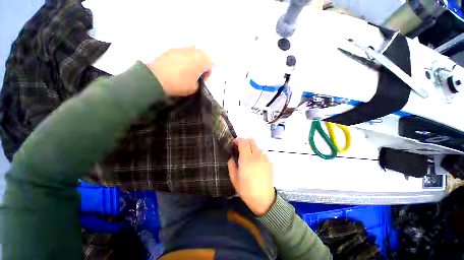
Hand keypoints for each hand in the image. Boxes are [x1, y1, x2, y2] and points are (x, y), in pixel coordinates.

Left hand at [146, 47, 213, 96]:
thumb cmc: (180, 83)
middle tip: (196, 75)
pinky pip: (181, 54)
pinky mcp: (170, 49)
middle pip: (202, 56)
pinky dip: (182, 60)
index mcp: (201, 59)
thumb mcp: (195, 88)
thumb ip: (200, 81)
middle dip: (201, 65)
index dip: (208, 73)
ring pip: (191, 54)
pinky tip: (177, 68)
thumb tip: (197, 77)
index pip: (211, 64)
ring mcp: (181, 48)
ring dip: (192, 61)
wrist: (156, 78)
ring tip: (186, 71)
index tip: (202, 79)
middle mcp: (193, 50)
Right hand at [228, 138, 274, 215]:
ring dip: (251, 148)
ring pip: (257, 146)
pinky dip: (257, 154)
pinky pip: (262, 153)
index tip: (234, 144)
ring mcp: (265, 158)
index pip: (243, 141)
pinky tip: (255, 163)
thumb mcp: (234, 178)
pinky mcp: (269, 162)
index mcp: (246, 159)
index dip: (238, 140)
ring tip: (248, 158)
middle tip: (240, 150)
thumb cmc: (246, 190)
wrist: (264, 199)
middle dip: (245, 142)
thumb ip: (231, 164)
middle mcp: (257, 156)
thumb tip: (232, 157)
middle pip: (251, 140)